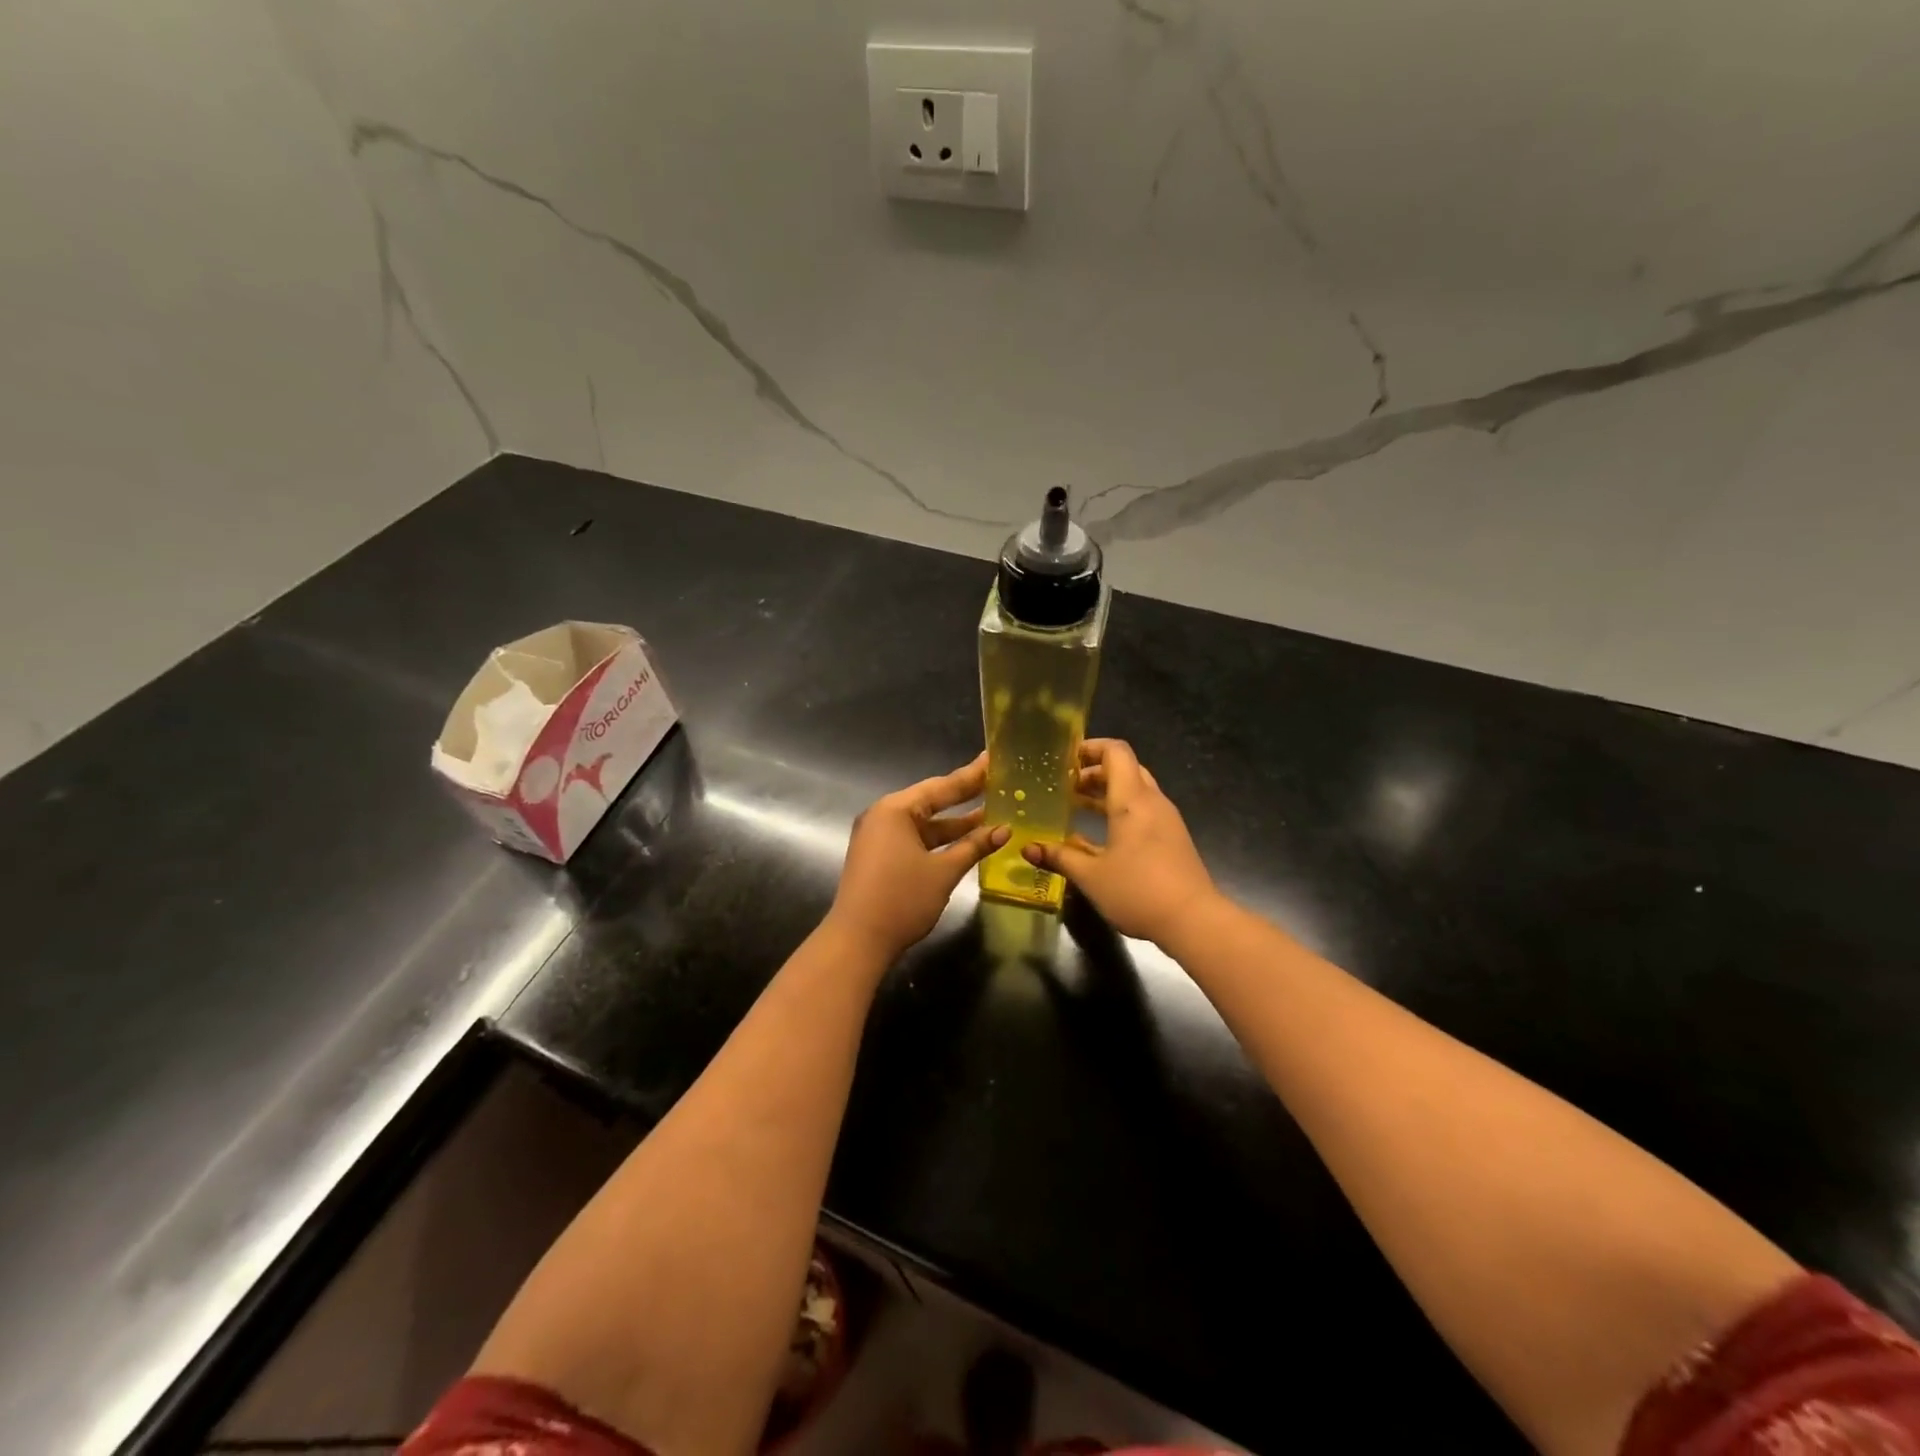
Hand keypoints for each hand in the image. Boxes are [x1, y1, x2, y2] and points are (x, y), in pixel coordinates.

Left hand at [827, 753, 1008, 960]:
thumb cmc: (902, 899)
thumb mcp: (943, 872)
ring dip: (955, 824)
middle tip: (996, 781)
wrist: (858, 941)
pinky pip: (915, 839)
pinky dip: (939, 840)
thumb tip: (1004, 830)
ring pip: (924, 824)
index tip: (993, 759)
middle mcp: (884, 816)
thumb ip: (974, 847)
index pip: (941, 787)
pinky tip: (966, 841)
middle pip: (931, 801)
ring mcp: (879, 837)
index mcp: (896, 810)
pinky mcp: (879, 856)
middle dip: (964, 797)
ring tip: (991, 814)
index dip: (971, 776)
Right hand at [1022, 738, 1220, 947]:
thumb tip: (1027, 848)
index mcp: (1131, 800)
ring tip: (1077, 807)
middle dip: (1094, 772)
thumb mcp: (1091, 876)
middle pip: (1125, 769)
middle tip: (1066, 786)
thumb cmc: (1138, 891)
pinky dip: (1120, 811)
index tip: (1065, 759)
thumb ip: (1059, 857)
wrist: (1194, 921)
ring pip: (1135, 791)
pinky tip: (1100, 836)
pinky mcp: (1172, 839)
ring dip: (1107, 793)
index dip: (1091, 747)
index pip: (1116, 752)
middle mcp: (1152, 802)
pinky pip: (1143, 811)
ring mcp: (1166, 820)